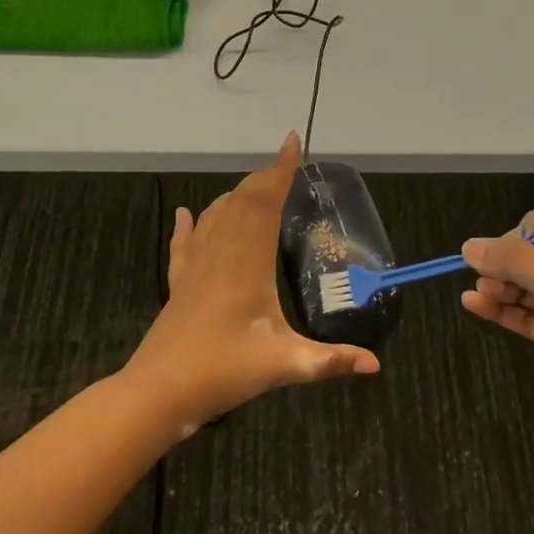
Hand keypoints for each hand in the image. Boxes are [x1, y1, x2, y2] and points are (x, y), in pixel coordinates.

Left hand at [126, 132, 379, 431]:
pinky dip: (189, 224)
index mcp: (248, 262)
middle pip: (241, 201)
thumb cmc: (222, 371)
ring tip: (254, 186)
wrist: (158, 391)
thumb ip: (330, 361)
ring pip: (215, 215)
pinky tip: (185, 213)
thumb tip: (374, 365)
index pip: (265, 202)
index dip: (280, 170)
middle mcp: (220, 253)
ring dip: (236, 195)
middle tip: (285, 165)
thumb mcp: (283, 365)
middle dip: (264, 178)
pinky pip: (184, 242)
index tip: (292, 142)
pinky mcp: (178, 282)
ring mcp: (195, 266)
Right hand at [461, 210, 533, 439]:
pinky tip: (475, 306)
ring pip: (525, 288)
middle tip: (484, 279)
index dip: (514, 237)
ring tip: (477, 293)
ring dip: (499, 288)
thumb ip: (514, 261)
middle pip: (529, 256)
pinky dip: (503, 311)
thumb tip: (467, 246)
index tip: (497, 257)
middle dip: (503, 264)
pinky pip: (527, 317)